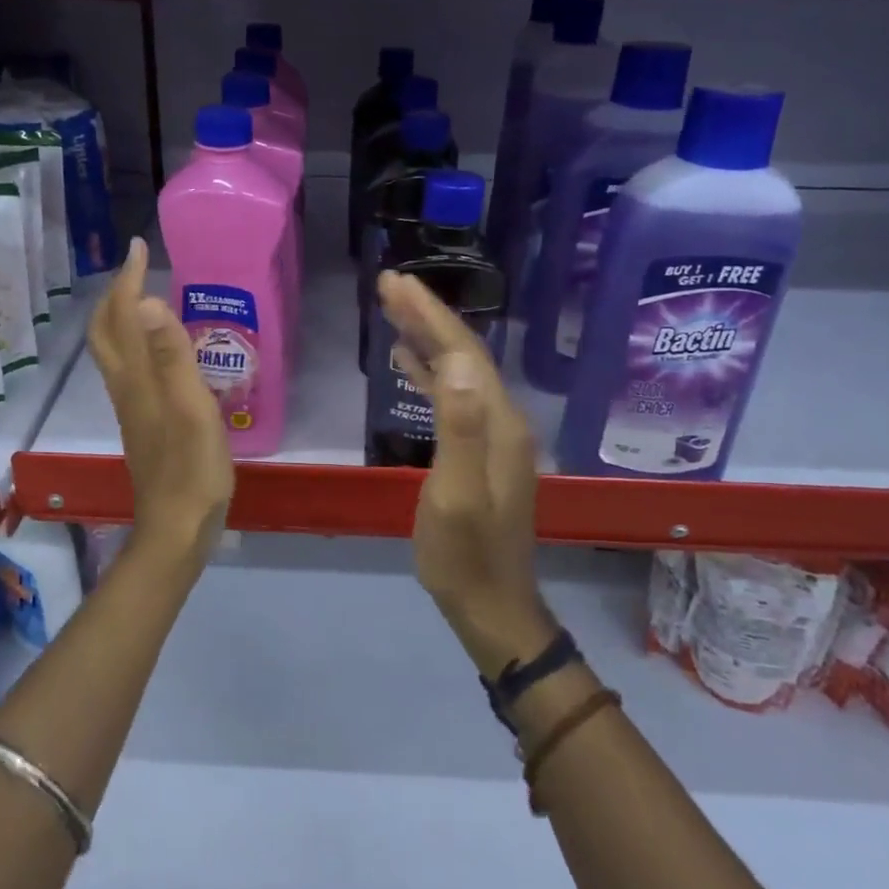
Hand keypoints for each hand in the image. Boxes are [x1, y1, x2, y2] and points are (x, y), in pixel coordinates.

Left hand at [87, 238, 234, 563]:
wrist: (177, 527)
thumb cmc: (191, 468)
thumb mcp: (189, 409)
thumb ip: (171, 357)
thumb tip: (148, 302)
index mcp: (136, 378)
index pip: (123, 316)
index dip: (129, 280)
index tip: (139, 248)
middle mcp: (127, 387)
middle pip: (107, 332)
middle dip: (117, 294)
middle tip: (139, 267)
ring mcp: (133, 407)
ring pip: (116, 351)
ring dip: (124, 317)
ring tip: (148, 298)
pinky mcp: (145, 423)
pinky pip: (133, 369)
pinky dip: (140, 344)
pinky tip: (163, 351)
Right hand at [377, 269, 554, 674]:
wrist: (491, 605)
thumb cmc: (464, 555)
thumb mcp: (455, 495)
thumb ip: (458, 428)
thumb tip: (457, 363)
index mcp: (498, 423)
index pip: (464, 352)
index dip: (430, 315)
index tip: (395, 283)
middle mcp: (501, 419)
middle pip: (463, 354)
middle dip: (426, 316)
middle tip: (388, 284)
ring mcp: (492, 434)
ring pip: (458, 371)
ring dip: (427, 338)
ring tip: (392, 310)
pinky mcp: (479, 449)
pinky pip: (454, 396)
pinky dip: (430, 371)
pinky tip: (408, 361)